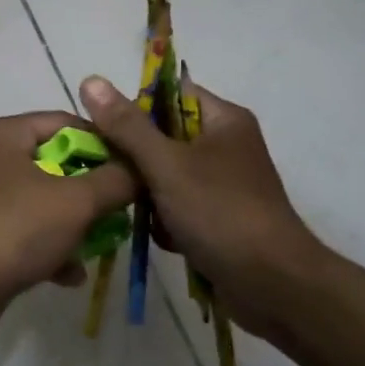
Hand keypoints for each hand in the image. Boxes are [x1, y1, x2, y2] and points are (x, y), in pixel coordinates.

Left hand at [0, 112, 138, 339]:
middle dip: (89, 191)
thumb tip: (140, 170)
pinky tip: (70, 275)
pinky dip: (47, 246)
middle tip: (118, 210)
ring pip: (39, 201)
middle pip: (53, 163)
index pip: (64, 122)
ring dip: (72, 224)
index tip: (130, 170)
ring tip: (100, 246)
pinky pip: (21, 230)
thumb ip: (115, 180)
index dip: (103, 143)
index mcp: (2, 134)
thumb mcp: (77, 202)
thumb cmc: (14, 230)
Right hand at [78, 75, 322, 344]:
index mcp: (223, 119)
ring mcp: (224, 183)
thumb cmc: (221, 213)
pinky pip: (178, 205)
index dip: (135, 107)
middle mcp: (226, 144)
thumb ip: (127, 126)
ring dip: (151, 196)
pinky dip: (168, 221)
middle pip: (163, 137)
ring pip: (166, 175)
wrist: (273, 286)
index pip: (169, 94)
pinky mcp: (219, 217)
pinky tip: (168, 239)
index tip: (106, 132)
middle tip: (118, 178)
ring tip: (148, 216)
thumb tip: (90, 80)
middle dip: (139, 162)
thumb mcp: (167, 165)